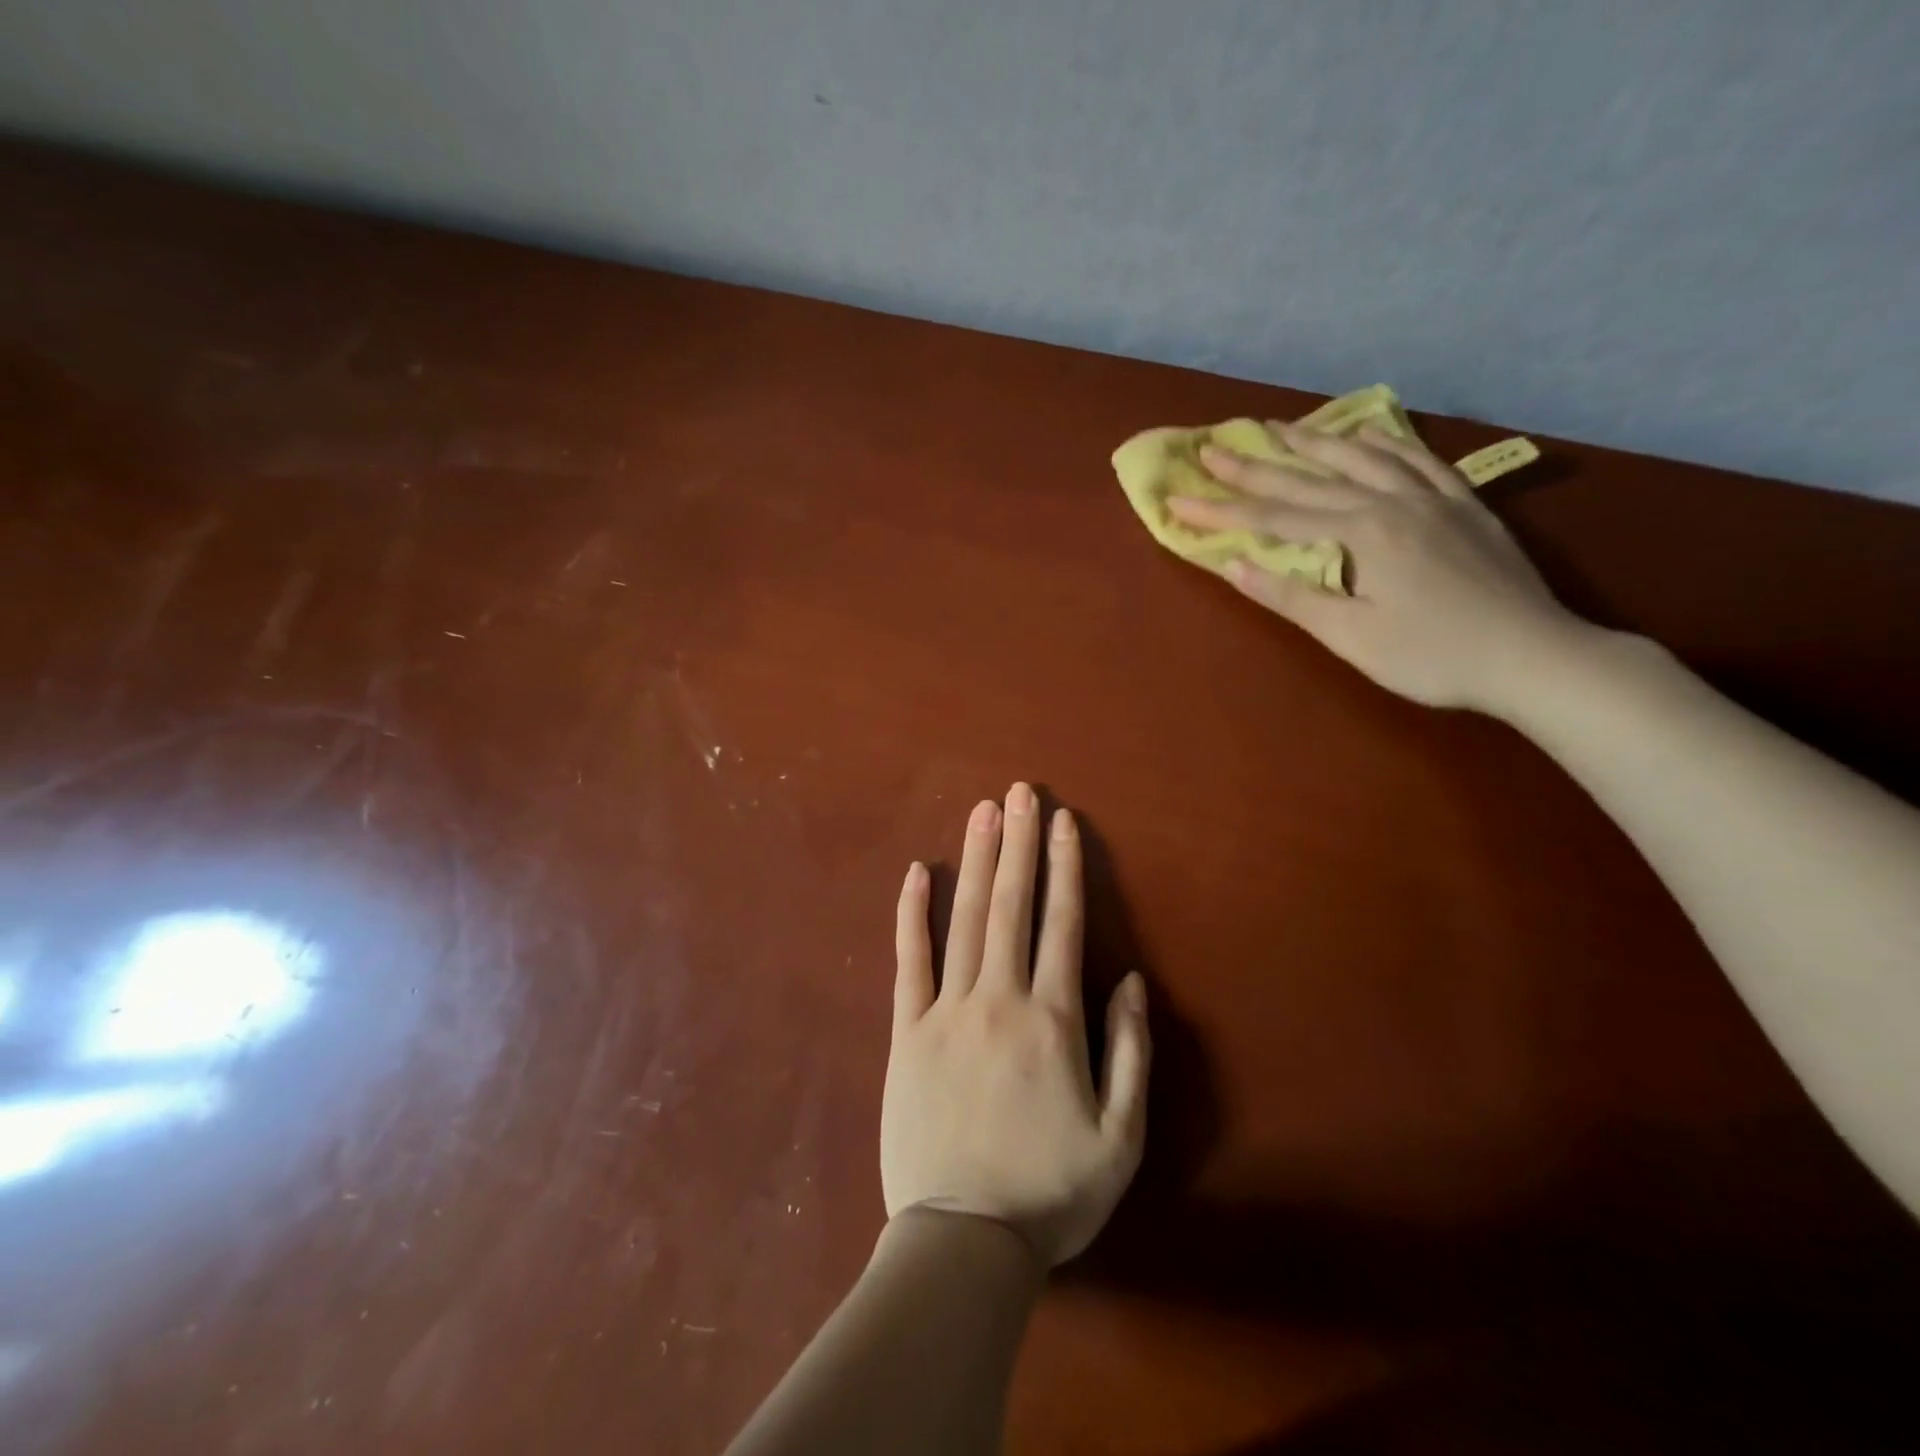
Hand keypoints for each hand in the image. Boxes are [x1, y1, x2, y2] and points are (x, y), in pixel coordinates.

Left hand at [883, 785, 1150, 1267]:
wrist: (962, 1240)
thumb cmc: (1050, 1194)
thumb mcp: (1121, 1137)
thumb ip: (1130, 1052)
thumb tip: (1129, 980)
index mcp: (1053, 1020)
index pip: (1062, 924)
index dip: (1064, 868)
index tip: (1062, 821)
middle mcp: (1000, 998)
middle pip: (1012, 905)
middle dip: (1019, 844)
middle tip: (1020, 791)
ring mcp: (947, 1010)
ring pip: (965, 919)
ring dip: (976, 860)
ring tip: (983, 811)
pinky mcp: (906, 1031)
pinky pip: (909, 961)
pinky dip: (912, 914)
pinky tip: (917, 872)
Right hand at [1169, 422, 1590, 713]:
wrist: (1532, 656)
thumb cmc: (1431, 656)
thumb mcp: (1350, 635)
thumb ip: (1291, 596)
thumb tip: (1234, 565)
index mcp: (1361, 532)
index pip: (1274, 517)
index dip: (1222, 511)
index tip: (1178, 500)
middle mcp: (1392, 501)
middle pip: (1310, 479)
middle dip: (1255, 466)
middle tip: (1212, 449)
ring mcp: (1433, 497)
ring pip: (1363, 457)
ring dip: (1316, 441)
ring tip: (1279, 427)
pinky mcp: (1463, 505)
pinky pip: (1419, 458)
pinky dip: (1386, 441)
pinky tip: (1369, 432)